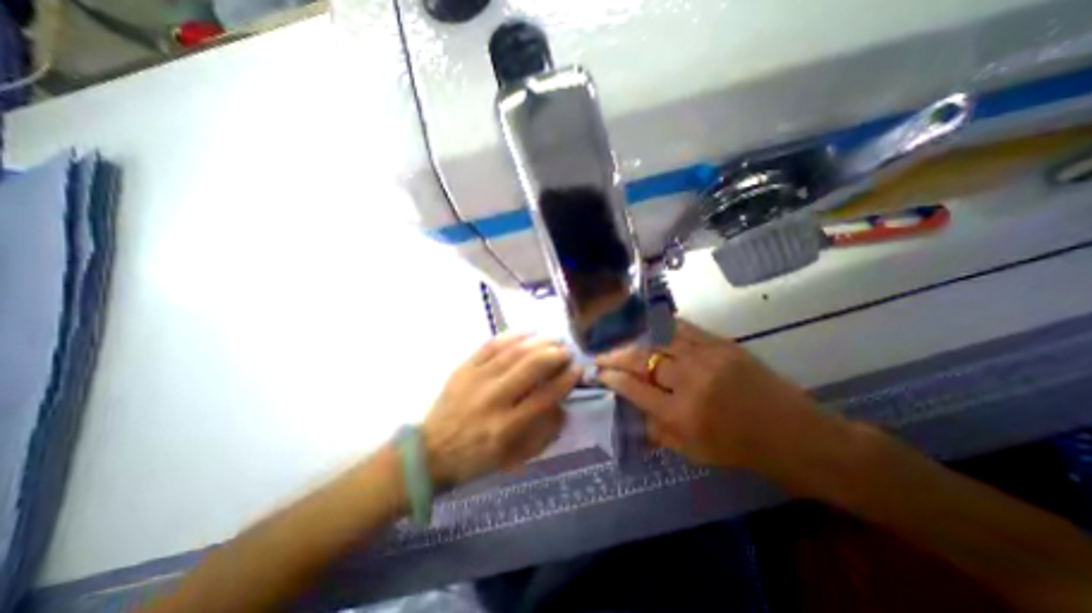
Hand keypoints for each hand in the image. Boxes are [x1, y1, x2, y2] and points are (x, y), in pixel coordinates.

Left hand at [419, 333, 578, 484]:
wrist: (430, 452)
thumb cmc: (476, 459)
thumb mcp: (513, 458)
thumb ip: (542, 433)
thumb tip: (562, 405)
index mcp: (506, 427)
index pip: (545, 396)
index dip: (565, 379)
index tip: (577, 368)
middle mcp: (492, 400)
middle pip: (531, 367)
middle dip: (555, 354)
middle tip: (566, 351)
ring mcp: (475, 380)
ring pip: (513, 352)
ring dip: (538, 342)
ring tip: (552, 339)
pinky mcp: (463, 369)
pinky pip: (490, 346)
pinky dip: (511, 336)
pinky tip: (527, 332)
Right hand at [597, 320, 818, 474]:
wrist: (794, 434)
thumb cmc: (741, 449)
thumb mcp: (694, 452)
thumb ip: (658, 431)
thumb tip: (633, 410)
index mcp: (682, 414)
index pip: (634, 388)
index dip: (612, 378)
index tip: (598, 372)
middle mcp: (690, 382)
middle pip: (642, 360)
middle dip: (615, 355)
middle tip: (601, 353)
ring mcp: (707, 358)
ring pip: (659, 340)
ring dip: (635, 340)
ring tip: (621, 339)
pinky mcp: (723, 345)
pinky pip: (685, 329)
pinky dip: (664, 328)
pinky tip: (652, 328)